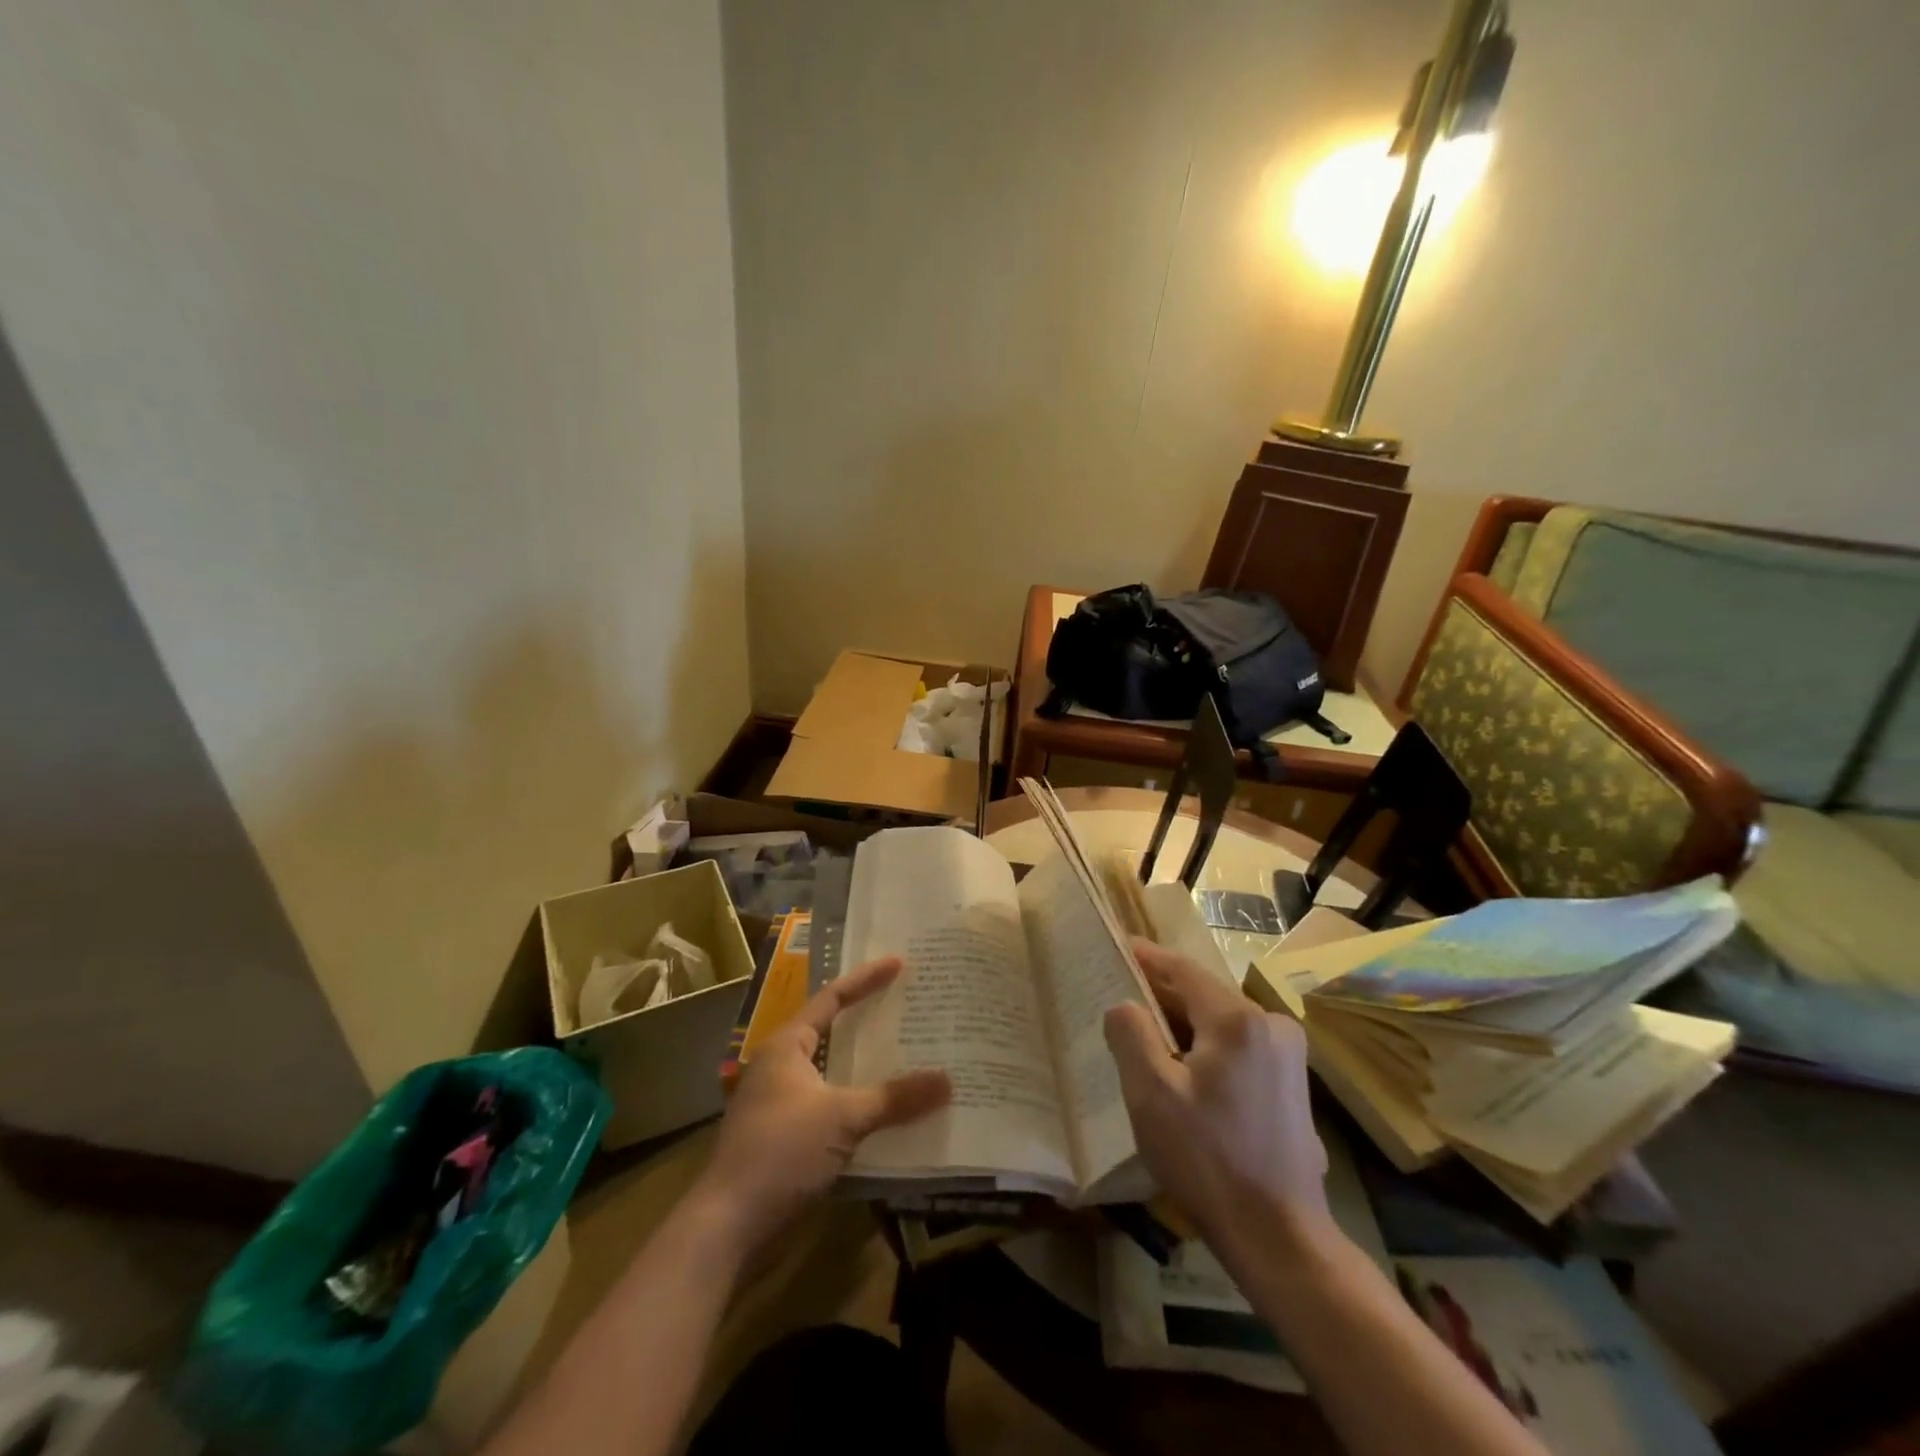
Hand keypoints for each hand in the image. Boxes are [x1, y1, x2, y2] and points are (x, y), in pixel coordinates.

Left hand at [694, 957, 950, 1254]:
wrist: (728, 1226)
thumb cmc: (780, 1152)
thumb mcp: (842, 1118)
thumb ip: (894, 1098)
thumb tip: (948, 1081)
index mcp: (787, 1045)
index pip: (831, 998)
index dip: (865, 979)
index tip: (899, 963)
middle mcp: (782, 1066)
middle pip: (833, 1032)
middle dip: (870, 1021)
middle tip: (909, 1007)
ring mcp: (782, 1104)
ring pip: (834, 1073)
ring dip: (868, 1067)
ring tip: (910, 1054)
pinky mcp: (788, 1138)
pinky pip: (833, 1106)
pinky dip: (860, 1103)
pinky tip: (890, 1111)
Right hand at [1104, 939, 1331, 1265]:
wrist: (1280, 1237)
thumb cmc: (1208, 1160)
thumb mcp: (1151, 1094)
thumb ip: (1131, 1034)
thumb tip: (1125, 1005)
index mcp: (1239, 1020)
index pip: (1183, 970)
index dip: (1148, 958)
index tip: (1120, 947)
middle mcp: (1271, 1025)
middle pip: (1204, 994)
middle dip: (1162, 995)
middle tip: (1122, 998)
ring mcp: (1288, 1055)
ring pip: (1221, 1022)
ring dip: (1184, 1024)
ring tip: (1145, 1036)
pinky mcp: (1291, 1082)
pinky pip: (1238, 1046)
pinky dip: (1206, 1047)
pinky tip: (1183, 1070)